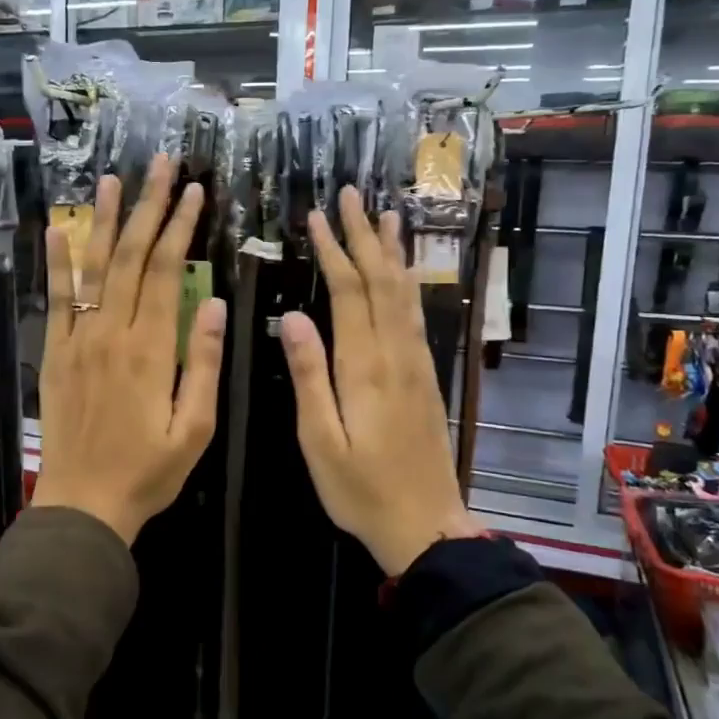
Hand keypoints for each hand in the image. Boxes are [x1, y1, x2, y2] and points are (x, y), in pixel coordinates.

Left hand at [30, 153, 226, 544]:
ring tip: (111, 179)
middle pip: (129, 257)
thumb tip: (214, 303)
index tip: (195, 192)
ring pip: (91, 268)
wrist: (83, 503)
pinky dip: (56, 263)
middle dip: (148, 207)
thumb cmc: (148, 471)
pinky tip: (57, 229)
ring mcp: (77, 341)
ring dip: (103, 221)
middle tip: (161, 165)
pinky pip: (55, 300)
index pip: (165, 272)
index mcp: (150, 349)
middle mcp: (110, 333)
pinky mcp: (55, 354)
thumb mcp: (194, 428)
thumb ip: (203, 363)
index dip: (180, 227)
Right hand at [280, 187, 483, 576]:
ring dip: (392, 251)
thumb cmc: (361, 489)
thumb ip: (310, 376)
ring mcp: (416, 363)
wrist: (425, 524)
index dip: (334, 250)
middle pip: (381, 281)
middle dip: (365, 235)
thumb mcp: (320, 440)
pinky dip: (408, 283)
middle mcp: (396, 354)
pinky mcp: (426, 376)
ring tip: (386, 214)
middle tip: (352, 194)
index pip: (349, 292)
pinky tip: (403, 272)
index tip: (317, 216)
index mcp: (365, 367)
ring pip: (404, 293)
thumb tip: (293, 317)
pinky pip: (416, 315)